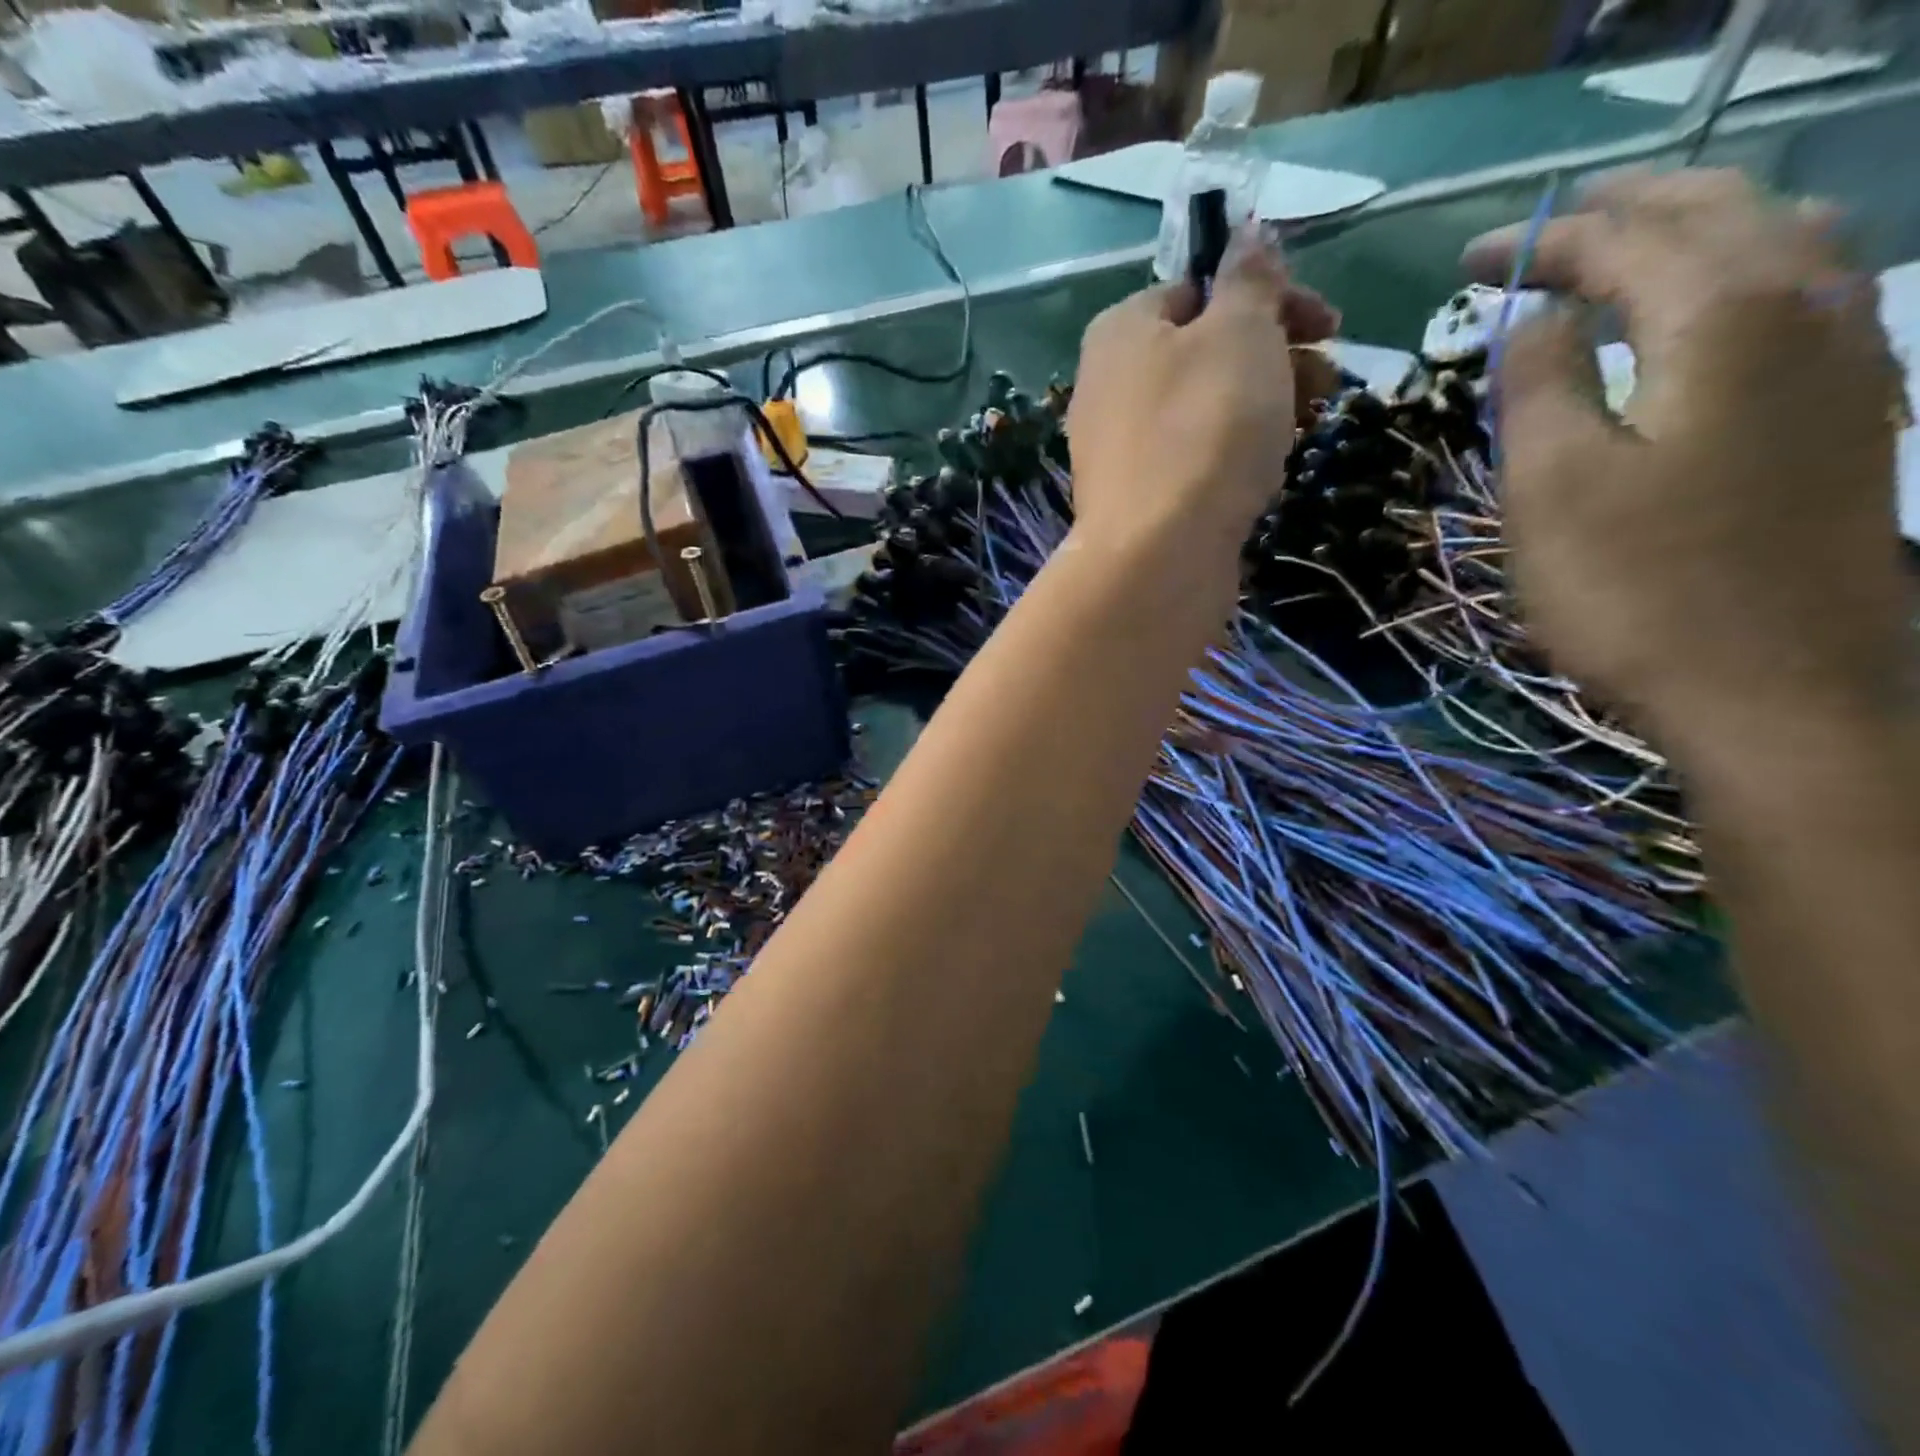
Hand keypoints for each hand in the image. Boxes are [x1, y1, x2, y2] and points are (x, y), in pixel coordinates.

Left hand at [1066, 234, 1338, 561]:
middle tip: (1327, 380)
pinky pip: (1191, 460)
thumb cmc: (1203, 427)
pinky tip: (1264, 473)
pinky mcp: (1135, 500)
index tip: (1325, 324)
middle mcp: (1107, 386)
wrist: (1159, 554)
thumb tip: (1247, 233)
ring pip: (1202, 409)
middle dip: (1275, 357)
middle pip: (1204, 353)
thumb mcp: (1239, 331)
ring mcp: (1117, 449)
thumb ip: (1248, 279)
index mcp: (1121, 330)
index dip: (1269, 297)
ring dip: (1262, 406)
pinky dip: (1231, 455)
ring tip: (1307, 425)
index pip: (1199, 289)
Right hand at [1465, 169, 1909, 752]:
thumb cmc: (1637, 590)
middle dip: (1623, 210)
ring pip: (1784, 238)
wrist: (1775, 688)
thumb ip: (1537, 384)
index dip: (1541, 242)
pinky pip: (1807, 291)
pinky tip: (1707, 303)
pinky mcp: (1855, 407)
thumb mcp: (1550, 487)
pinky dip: (1742, 270)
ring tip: (1623, 249)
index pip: (1624, 240)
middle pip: (1721, 211)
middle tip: (1544, 234)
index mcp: (1722, 317)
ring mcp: (1851, 355)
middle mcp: (1809, 307)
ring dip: (1694, 227)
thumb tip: (1536, 316)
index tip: (1469, 264)